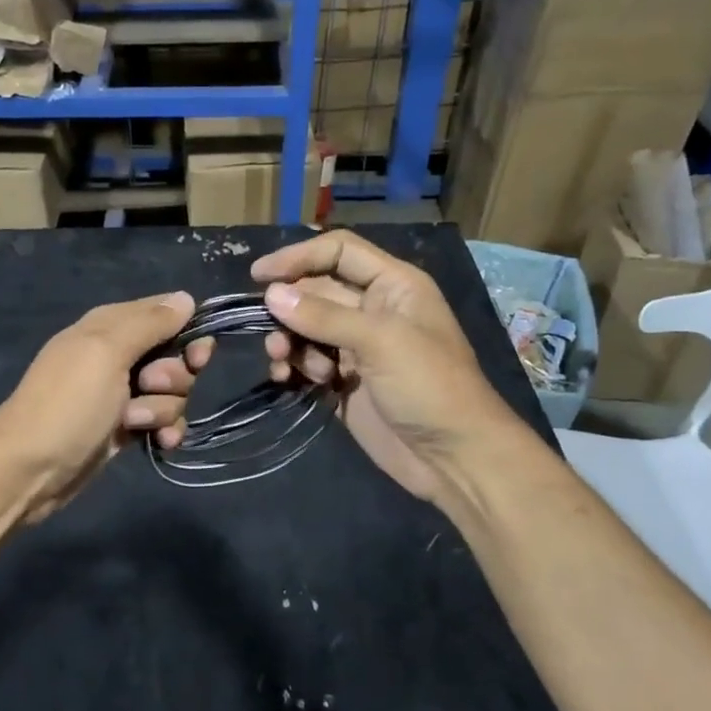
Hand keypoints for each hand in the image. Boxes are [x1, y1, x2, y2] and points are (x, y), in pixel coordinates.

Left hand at [0, 292, 214, 522]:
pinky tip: (160, 443)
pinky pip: (163, 421)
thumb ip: (149, 323)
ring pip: (173, 393)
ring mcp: (123, 394)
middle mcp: (119, 355)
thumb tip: (187, 298)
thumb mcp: (107, 352)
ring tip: (135, 421)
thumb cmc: (68, 403)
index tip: (196, 357)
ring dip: (164, 409)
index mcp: (111, 326)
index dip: (189, 334)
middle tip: (150, 386)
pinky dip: (165, 430)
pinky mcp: (126, 427)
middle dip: (174, 377)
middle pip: (176, 357)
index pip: (167, 314)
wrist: (30, 468)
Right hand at [253, 233, 521, 502]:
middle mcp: (373, 310)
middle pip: (316, 291)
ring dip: (288, 341)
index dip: (298, 257)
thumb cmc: (428, 386)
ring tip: (282, 362)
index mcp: (393, 285)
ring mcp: (357, 347)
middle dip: (289, 309)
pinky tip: (286, 380)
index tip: (259, 275)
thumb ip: (324, 316)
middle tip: (272, 335)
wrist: (452, 458)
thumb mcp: (381, 341)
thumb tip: (271, 294)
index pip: (339, 252)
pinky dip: (292, 367)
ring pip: (306, 328)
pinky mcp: (343, 381)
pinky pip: (306, 362)